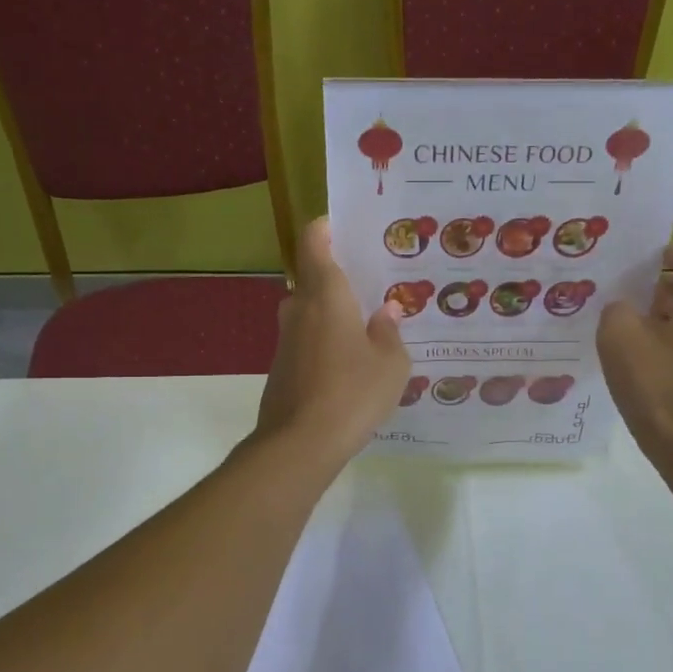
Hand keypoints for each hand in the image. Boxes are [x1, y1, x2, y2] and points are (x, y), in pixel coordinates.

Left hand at [254, 216, 410, 465]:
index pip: (313, 243)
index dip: (324, 228)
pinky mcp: (281, 368)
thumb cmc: (352, 393)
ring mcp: (285, 340)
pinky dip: (324, 340)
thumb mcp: (391, 365)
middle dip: (337, 275)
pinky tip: (349, 363)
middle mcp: (299, 309)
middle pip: (311, 277)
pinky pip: (306, 340)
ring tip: (365, 324)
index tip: (343, 227)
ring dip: (331, 312)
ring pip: (308, 311)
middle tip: (370, 282)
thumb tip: (385, 312)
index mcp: (326, 295)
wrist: (300, 444)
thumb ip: (389, 333)